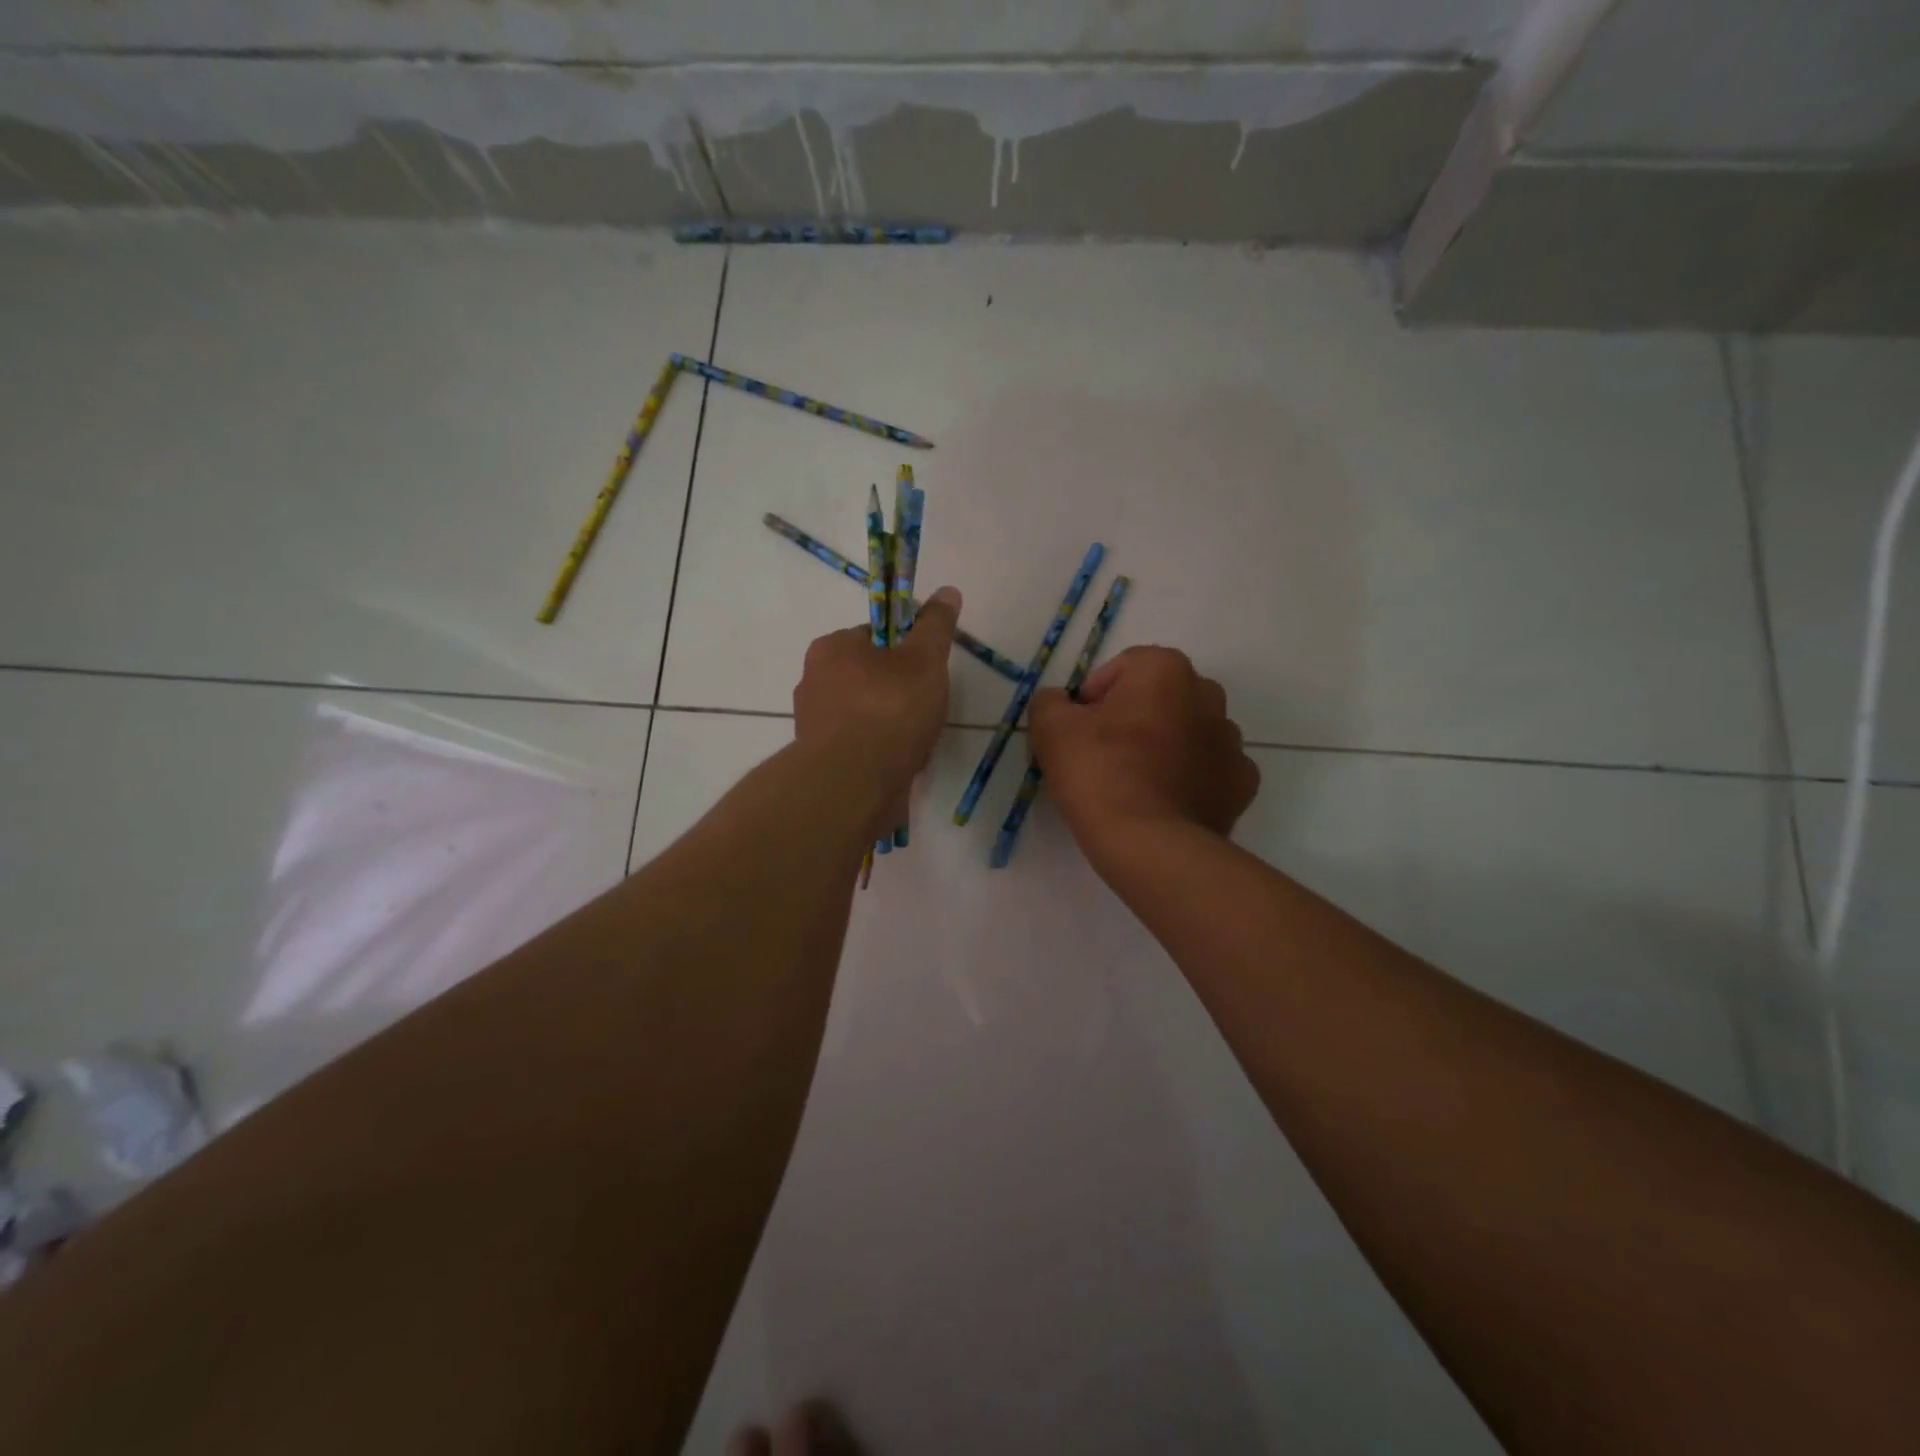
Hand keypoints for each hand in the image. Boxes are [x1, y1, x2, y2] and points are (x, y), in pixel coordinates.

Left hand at [793, 586, 961, 798]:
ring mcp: (813, 725)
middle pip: (869, 677)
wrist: (853, 785)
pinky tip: (901, 764)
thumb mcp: (924, 660)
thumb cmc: (889, 710)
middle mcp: (813, 682)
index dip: (906, 649)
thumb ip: (936, 627)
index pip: (873, 636)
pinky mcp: (820, 762)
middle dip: (899, 691)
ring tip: (918, 741)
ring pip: (865, 715)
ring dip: (891, 725)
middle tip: (927, 707)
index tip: (927, 670)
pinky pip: (859, 747)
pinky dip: (880, 752)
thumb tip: (948, 591)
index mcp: (831, 649)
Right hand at [1029, 645, 1258, 861]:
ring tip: (1133, 783)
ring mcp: (1231, 741)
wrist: (1149, 844)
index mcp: (1166, 670)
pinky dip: (1189, 780)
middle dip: (1133, 718)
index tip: (1077, 731)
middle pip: (1159, 698)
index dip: (1092, 698)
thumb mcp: (1050, 728)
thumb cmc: (1099, 773)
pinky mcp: (1242, 784)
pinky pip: (1208, 771)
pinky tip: (1164, 802)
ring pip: (1187, 733)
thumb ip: (1050, 702)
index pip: (1121, 669)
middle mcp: (1208, 695)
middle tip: (1102, 755)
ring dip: (1164, 747)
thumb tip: (1060, 703)